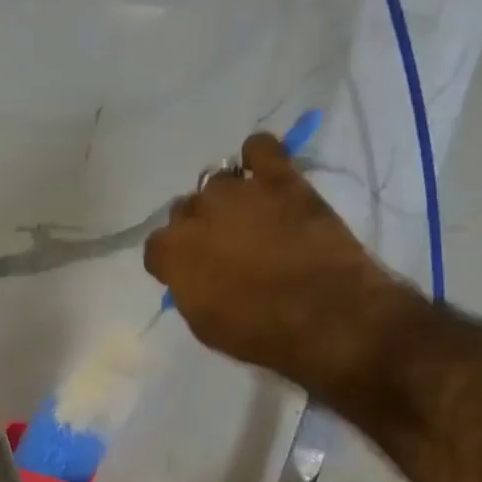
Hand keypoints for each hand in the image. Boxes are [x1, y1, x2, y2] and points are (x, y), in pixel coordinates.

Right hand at [145, 131, 401, 385]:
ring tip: (248, 216)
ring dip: (226, 199)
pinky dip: (258, 156)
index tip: (189, 272)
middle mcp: (195, 214)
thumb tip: (192, 274)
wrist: (325, 316)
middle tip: (224, 247)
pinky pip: (260, 148)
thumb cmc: (258, 332)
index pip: (156, 246)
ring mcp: (238, 192)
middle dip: (198, 227)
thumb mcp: (204, 323)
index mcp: (172, 252)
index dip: (172, 260)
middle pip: (184, 210)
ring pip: (216, 182)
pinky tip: (264, 171)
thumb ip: (189, 289)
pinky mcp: (281, 180)